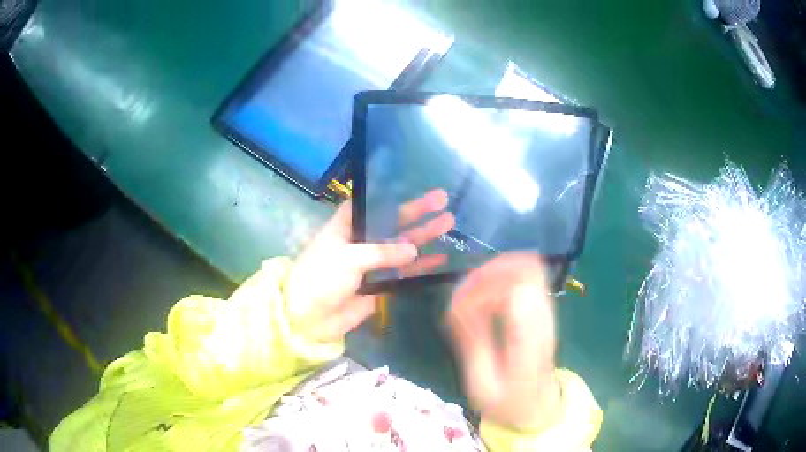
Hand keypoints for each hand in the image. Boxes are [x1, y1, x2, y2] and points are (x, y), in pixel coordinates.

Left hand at [286, 190, 454, 343]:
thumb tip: (413, 249)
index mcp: (347, 227)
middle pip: (392, 223)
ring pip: (402, 247)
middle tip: (442, 199)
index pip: (370, 205)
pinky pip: (403, 274)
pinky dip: (420, 267)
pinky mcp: (379, 286)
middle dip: (417, 212)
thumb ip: (383, 252)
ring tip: (448, 223)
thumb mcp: (349, 257)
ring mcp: (371, 264)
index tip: (411, 186)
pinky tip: (440, 259)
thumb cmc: (321, 277)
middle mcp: (361, 241)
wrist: (308, 317)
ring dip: (424, 236)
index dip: (389, 196)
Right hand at [447, 253, 559, 430]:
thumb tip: (457, 305)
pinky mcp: (543, 309)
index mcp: (531, 340)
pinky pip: (527, 276)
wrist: (538, 408)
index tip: (460, 308)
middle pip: (527, 268)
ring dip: (496, 271)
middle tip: (463, 294)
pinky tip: (486, 295)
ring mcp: (547, 311)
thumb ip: (474, 343)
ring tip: (472, 293)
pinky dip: (503, 276)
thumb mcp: (483, 385)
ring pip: (529, 266)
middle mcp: (544, 318)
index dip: (484, 288)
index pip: (518, 288)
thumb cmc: (508, 402)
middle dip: (489, 272)